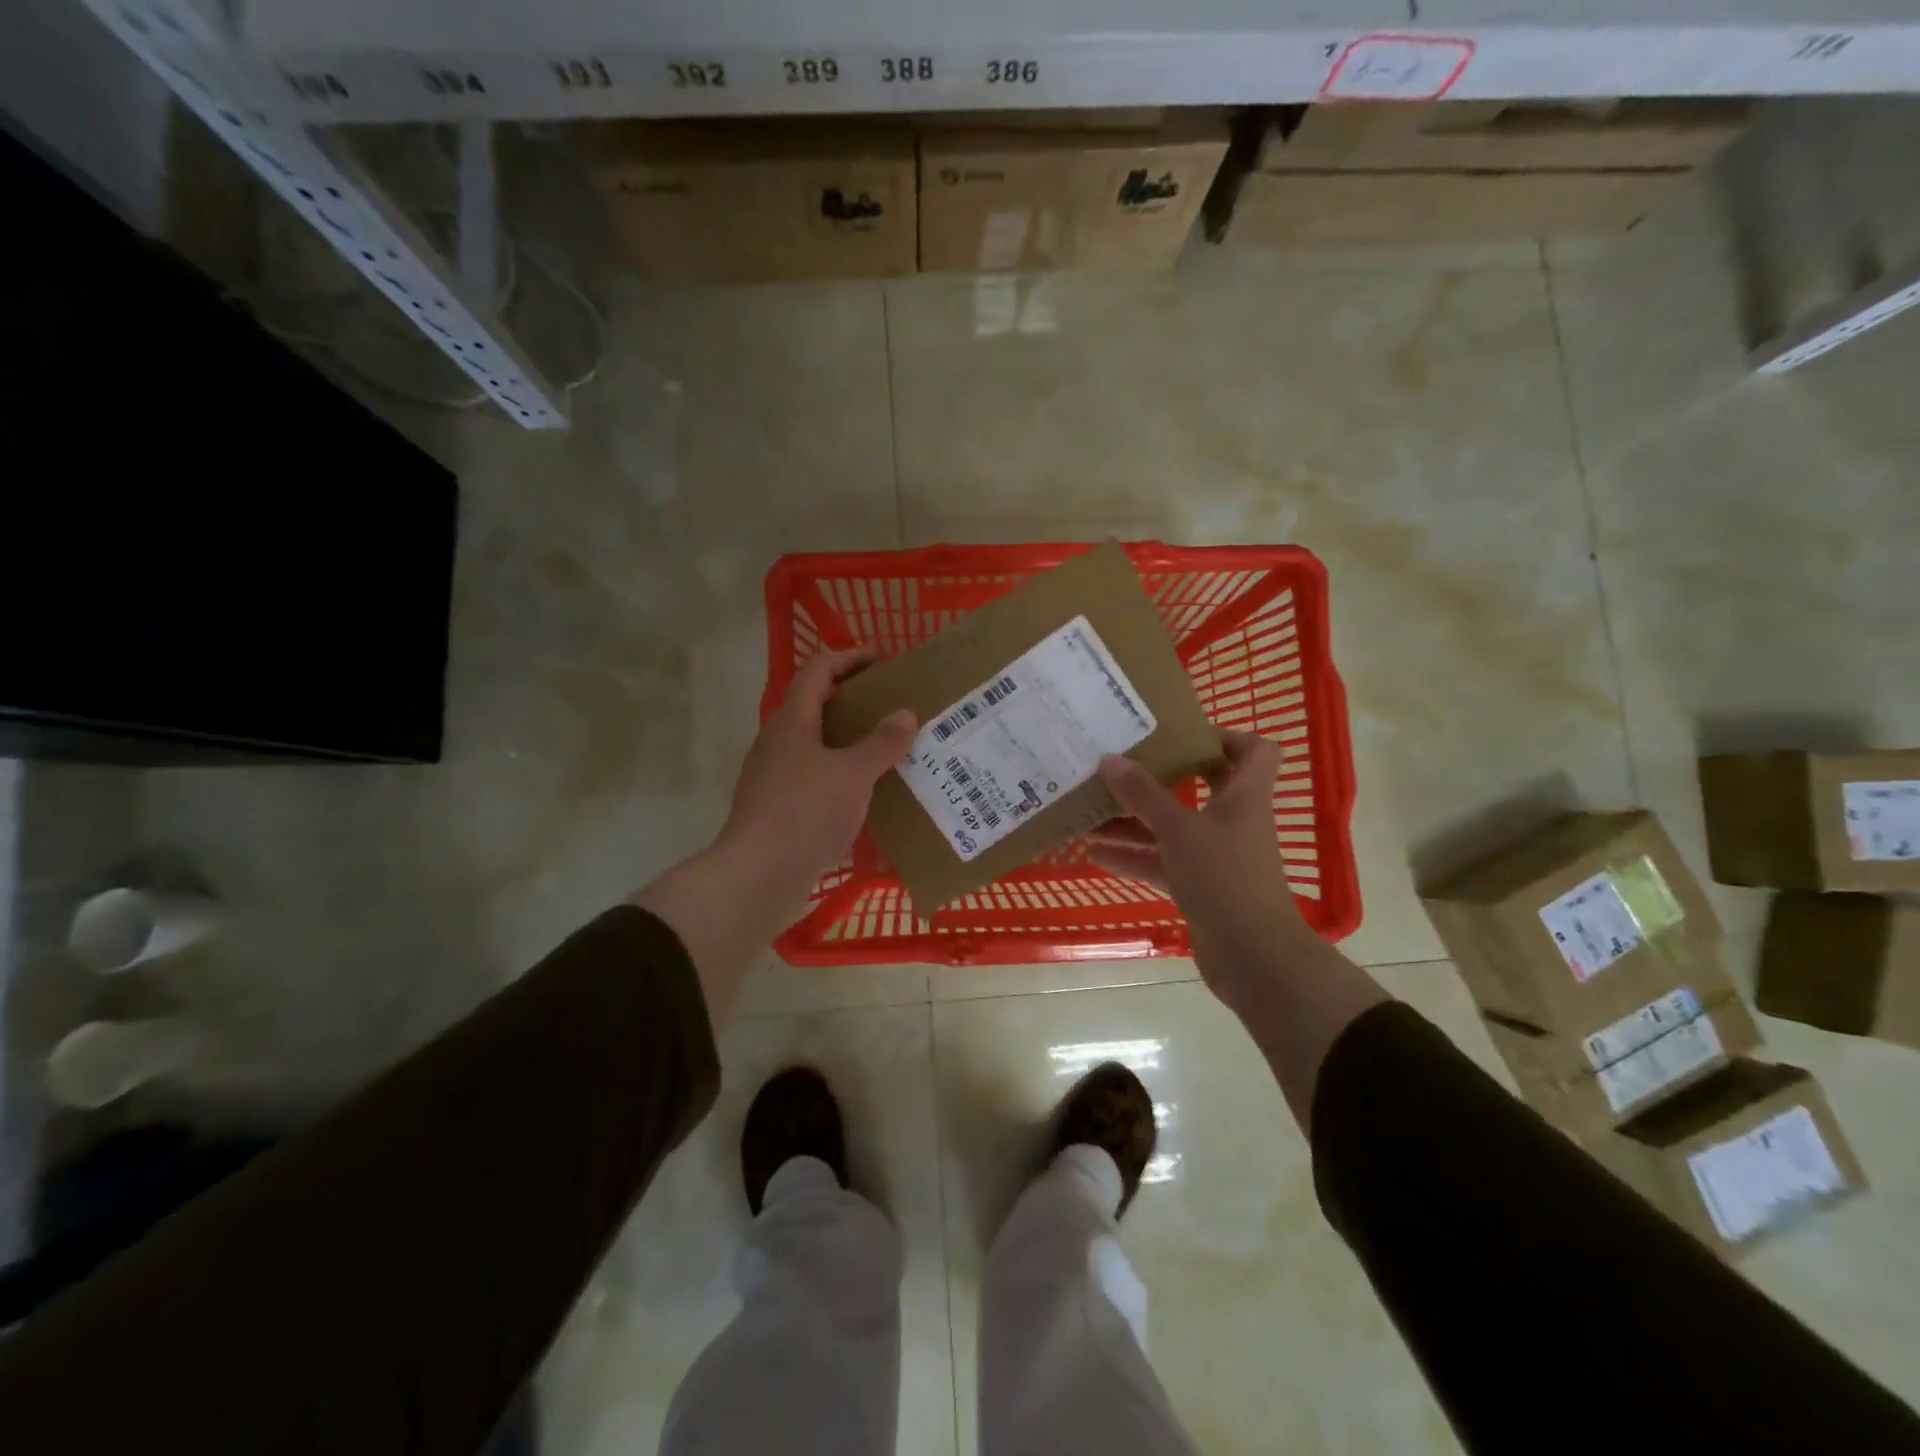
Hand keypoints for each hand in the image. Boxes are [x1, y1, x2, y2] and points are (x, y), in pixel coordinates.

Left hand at [718, 647, 916, 916]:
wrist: (759, 873)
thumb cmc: (806, 812)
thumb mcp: (854, 774)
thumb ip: (881, 743)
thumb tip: (905, 714)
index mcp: (792, 721)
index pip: (818, 670)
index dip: (848, 658)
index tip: (881, 660)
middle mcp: (776, 741)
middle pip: (813, 704)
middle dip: (851, 699)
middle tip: (888, 705)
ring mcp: (772, 774)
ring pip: (812, 742)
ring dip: (845, 738)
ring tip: (882, 748)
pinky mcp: (775, 805)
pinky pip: (811, 774)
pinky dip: (837, 771)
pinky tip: (862, 791)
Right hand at [1089, 731, 1313, 1009]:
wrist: (1252, 956)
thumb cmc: (1224, 877)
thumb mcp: (1179, 829)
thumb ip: (1143, 795)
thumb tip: (1110, 759)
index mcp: (1244, 795)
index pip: (1254, 751)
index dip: (1226, 736)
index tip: (1181, 735)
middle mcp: (1233, 819)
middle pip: (1202, 786)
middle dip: (1159, 777)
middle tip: (1122, 765)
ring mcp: (1215, 855)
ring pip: (1172, 828)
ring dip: (1134, 821)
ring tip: (1089, 811)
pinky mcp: (1199, 886)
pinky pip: (1162, 862)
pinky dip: (1133, 856)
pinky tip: (1094, 854)